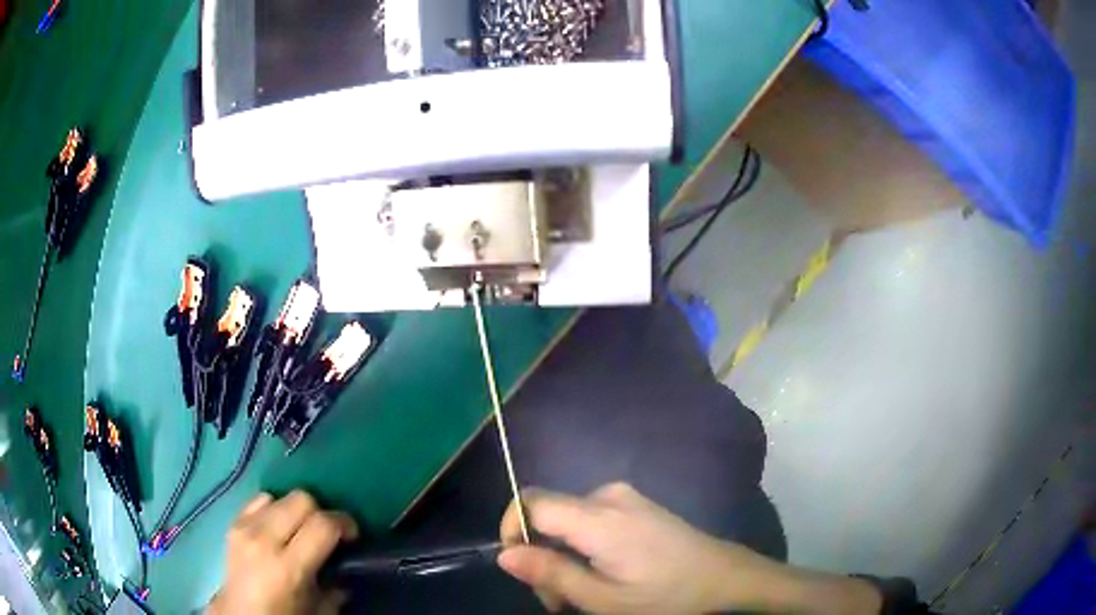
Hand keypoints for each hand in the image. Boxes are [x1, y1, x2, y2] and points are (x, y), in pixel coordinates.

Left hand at [208, 491, 357, 614]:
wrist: (239, 614)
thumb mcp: (319, 611)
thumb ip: (337, 588)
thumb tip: (348, 569)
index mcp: (288, 566)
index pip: (322, 524)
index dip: (344, 523)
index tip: (352, 536)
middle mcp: (263, 539)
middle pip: (301, 499)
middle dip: (320, 512)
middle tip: (327, 534)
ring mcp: (244, 527)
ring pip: (280, 496)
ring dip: (295, 510)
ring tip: (300, 531)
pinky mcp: (233, 522)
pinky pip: (259, 499)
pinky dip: (273, 508)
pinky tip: (278, 528)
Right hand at [497, 483, 881, 614]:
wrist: (726, 579)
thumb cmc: (667, 596)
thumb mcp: (603, 599)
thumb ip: (551, 574)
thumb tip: (504, 554)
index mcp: (597, 517)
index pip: (529, 501)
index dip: (511, 528)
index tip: (519, 568)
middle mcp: (608, 495)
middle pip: (548, 514)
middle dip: (541, 555)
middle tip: (557, 600)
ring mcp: (626, 498)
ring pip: (569, 520)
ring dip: (563, 555)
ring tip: (581, 595)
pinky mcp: (639, 506)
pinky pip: (593, 519)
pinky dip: (584, 547)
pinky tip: (603, 575)